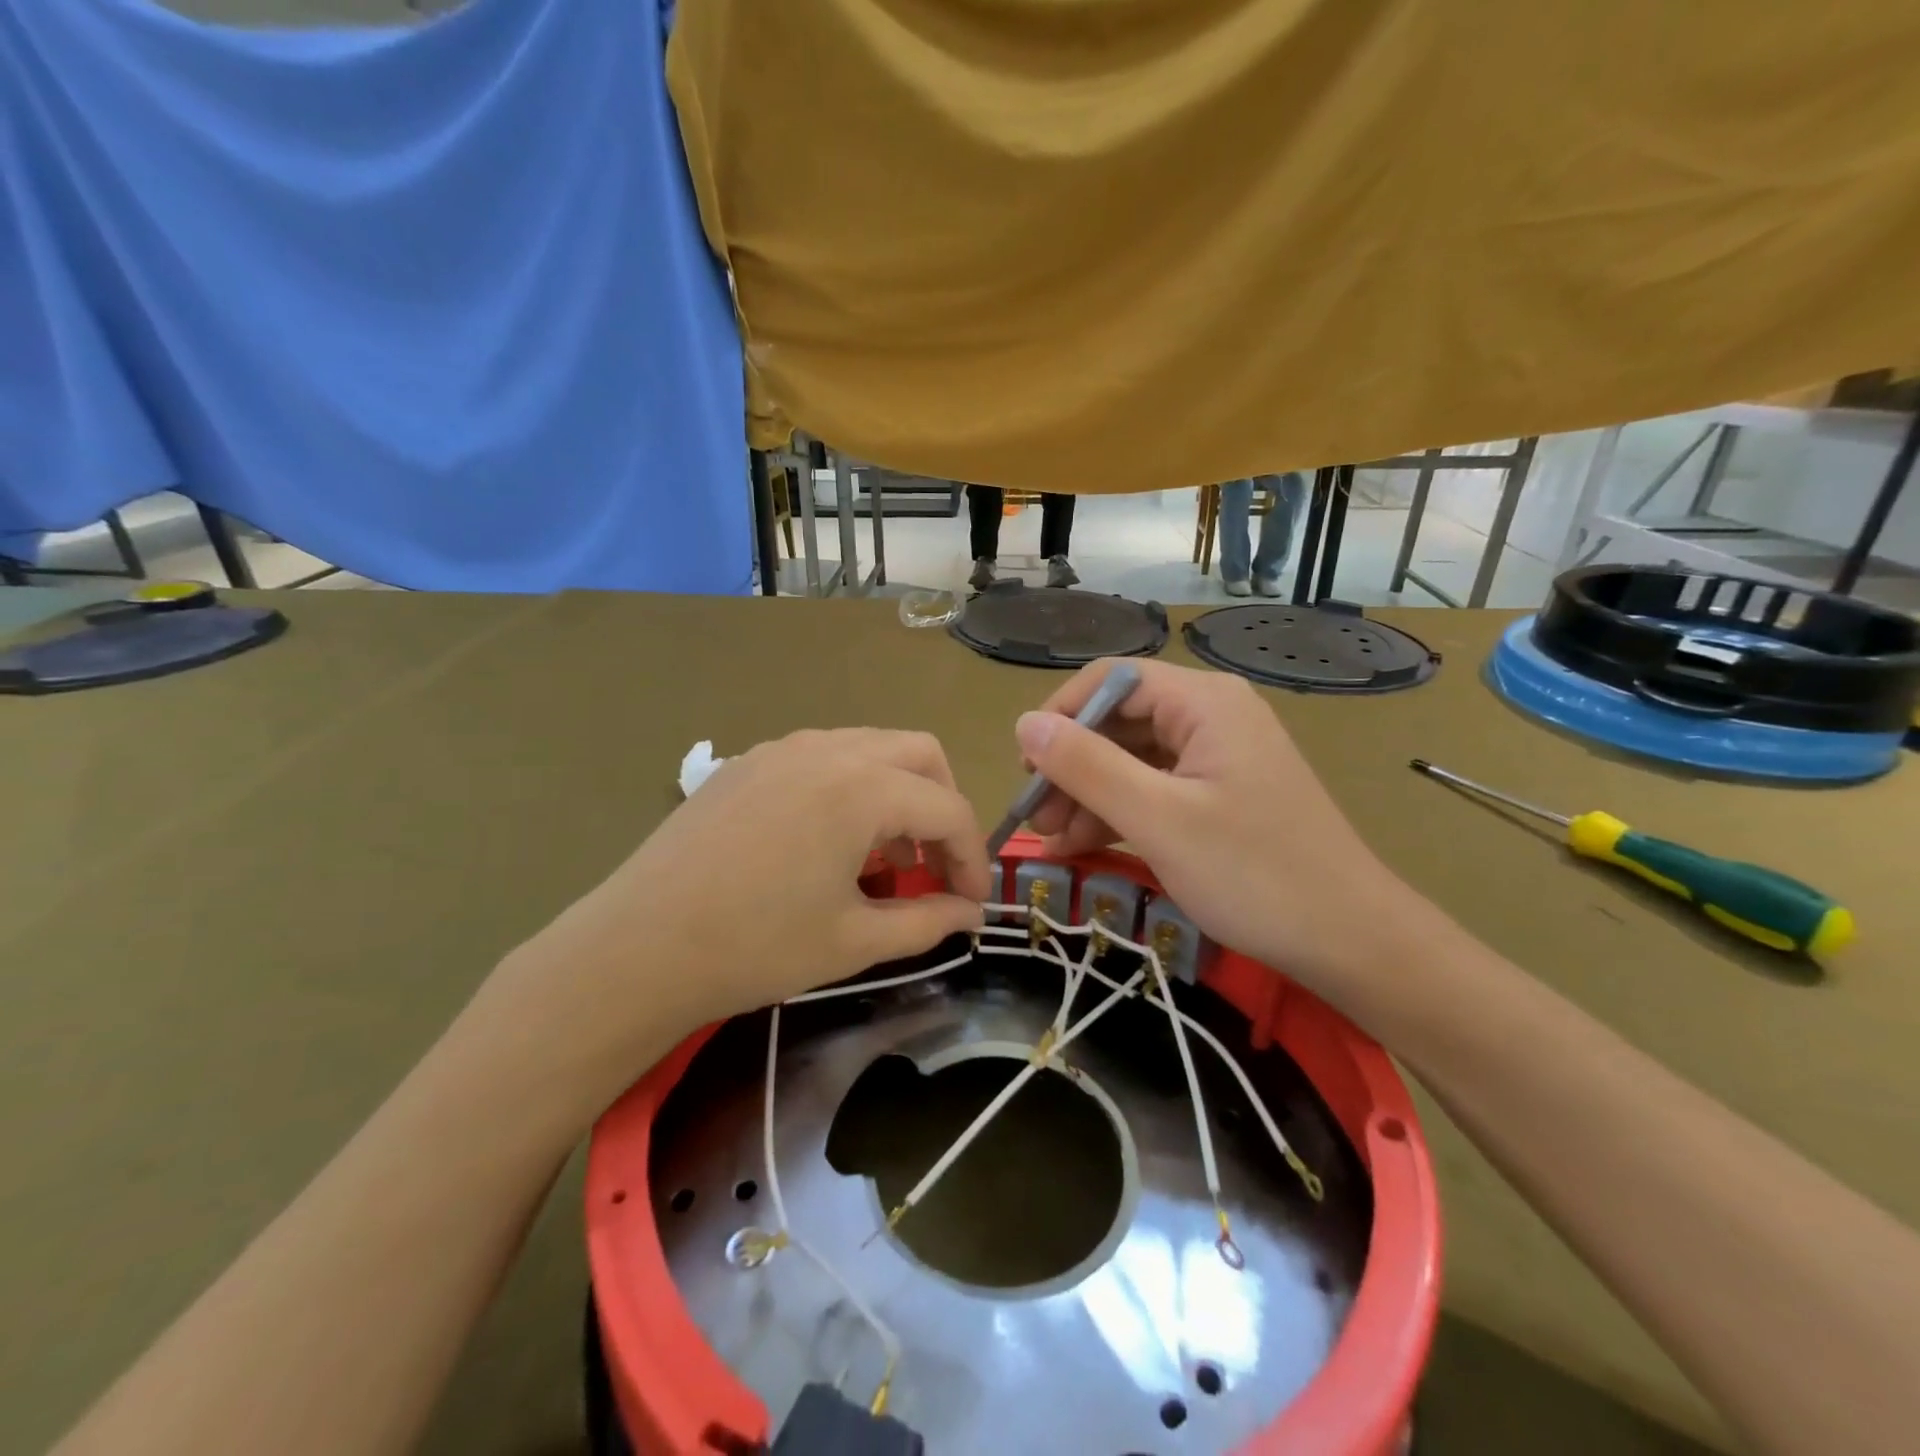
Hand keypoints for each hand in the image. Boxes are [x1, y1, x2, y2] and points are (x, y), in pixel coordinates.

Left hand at [478, 730, 990, 1110]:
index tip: (973, 901)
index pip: (948, 808)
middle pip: (920, 755)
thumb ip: (927, 921)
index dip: (972, 856)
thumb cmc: (756, 947)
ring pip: (871, 748)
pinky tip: (828, 840)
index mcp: (863, 788)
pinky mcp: (748, 761)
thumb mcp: (854, 941)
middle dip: (943, 805)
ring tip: (883, 857)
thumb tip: (970, 914)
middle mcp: (829, 749)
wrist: (637, 947)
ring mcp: (783, 748)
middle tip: (934, 864)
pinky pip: (824, 756)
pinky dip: (851, 787)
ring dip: (897, 793)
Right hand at [1017, 660, 1431, 1004]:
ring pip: (1132, 759)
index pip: (1111, 680)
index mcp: (1204, 702)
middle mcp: (1211, 715)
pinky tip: (1083, 846)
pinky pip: (1154, 789)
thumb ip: (1087, 766)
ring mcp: (1218, 756)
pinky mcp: (1220, 794)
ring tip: (1053, 841)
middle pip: (1119, 721)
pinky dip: (1118, 813)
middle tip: (1035, 816)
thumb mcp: (1158, 820)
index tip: (1026, 767)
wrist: (1352, 943)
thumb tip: (1025, 724)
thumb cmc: (1255, 875)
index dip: (1060, 715)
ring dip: (1088, 795)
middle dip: (1071, 766)